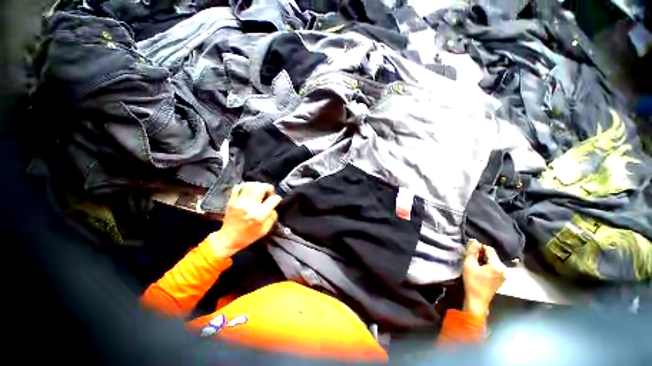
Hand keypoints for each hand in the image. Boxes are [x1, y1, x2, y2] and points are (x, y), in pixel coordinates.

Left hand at [210, 182, 281, 257]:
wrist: (228, 239)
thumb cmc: (248, 236)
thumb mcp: (265, 230)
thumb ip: (272, 217)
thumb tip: (273, 207)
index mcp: (260, 214)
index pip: (273, 199)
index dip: (277, 198)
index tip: (277, 200)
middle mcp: (250, 206)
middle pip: (261, 188)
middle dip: (268, 187)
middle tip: (269, 191)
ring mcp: (239, 202)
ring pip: (250, 185)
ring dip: (257, 185)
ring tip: (259, 189)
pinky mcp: (231, 201)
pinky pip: (238, 187)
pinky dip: (245, 185)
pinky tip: (248, 189)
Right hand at [462, 239, 506, 317]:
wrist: (477, 300)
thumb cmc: (472, 281)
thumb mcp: (469, 264)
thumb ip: (472, 251)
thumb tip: (474, 240)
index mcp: (497, 265)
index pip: (489, 249)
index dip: (479, 247)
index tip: (470, 251)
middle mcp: (503, 269)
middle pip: (492, 255)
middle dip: (481, 253)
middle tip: (471, 257)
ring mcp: (503, 275)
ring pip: (493, 261)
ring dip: (484, 259)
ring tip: (474, 263)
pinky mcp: (501, 279)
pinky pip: (494, 267)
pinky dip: (487, 265)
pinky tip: (480, 269)